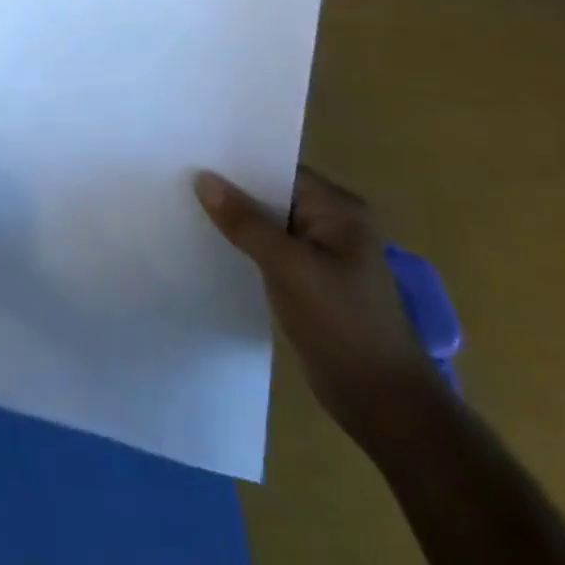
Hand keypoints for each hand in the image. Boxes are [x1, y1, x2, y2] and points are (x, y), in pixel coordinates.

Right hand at [195, 164, 439, 442]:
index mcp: (338, 208)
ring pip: (267, 225)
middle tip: (180, 178)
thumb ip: (245, 222)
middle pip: (271, 195)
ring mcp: (321, 255)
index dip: (237, 164)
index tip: (194, 156)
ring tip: (185, 207)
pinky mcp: (310, 283)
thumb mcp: (289, 267)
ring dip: (236, 222)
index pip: (278, 169)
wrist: (385, 408)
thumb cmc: (343, 325)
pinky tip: (211, 246)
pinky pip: (270, 253)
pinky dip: (245, 249)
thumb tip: (203, 178)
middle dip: (232, 192)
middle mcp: (332, 223)